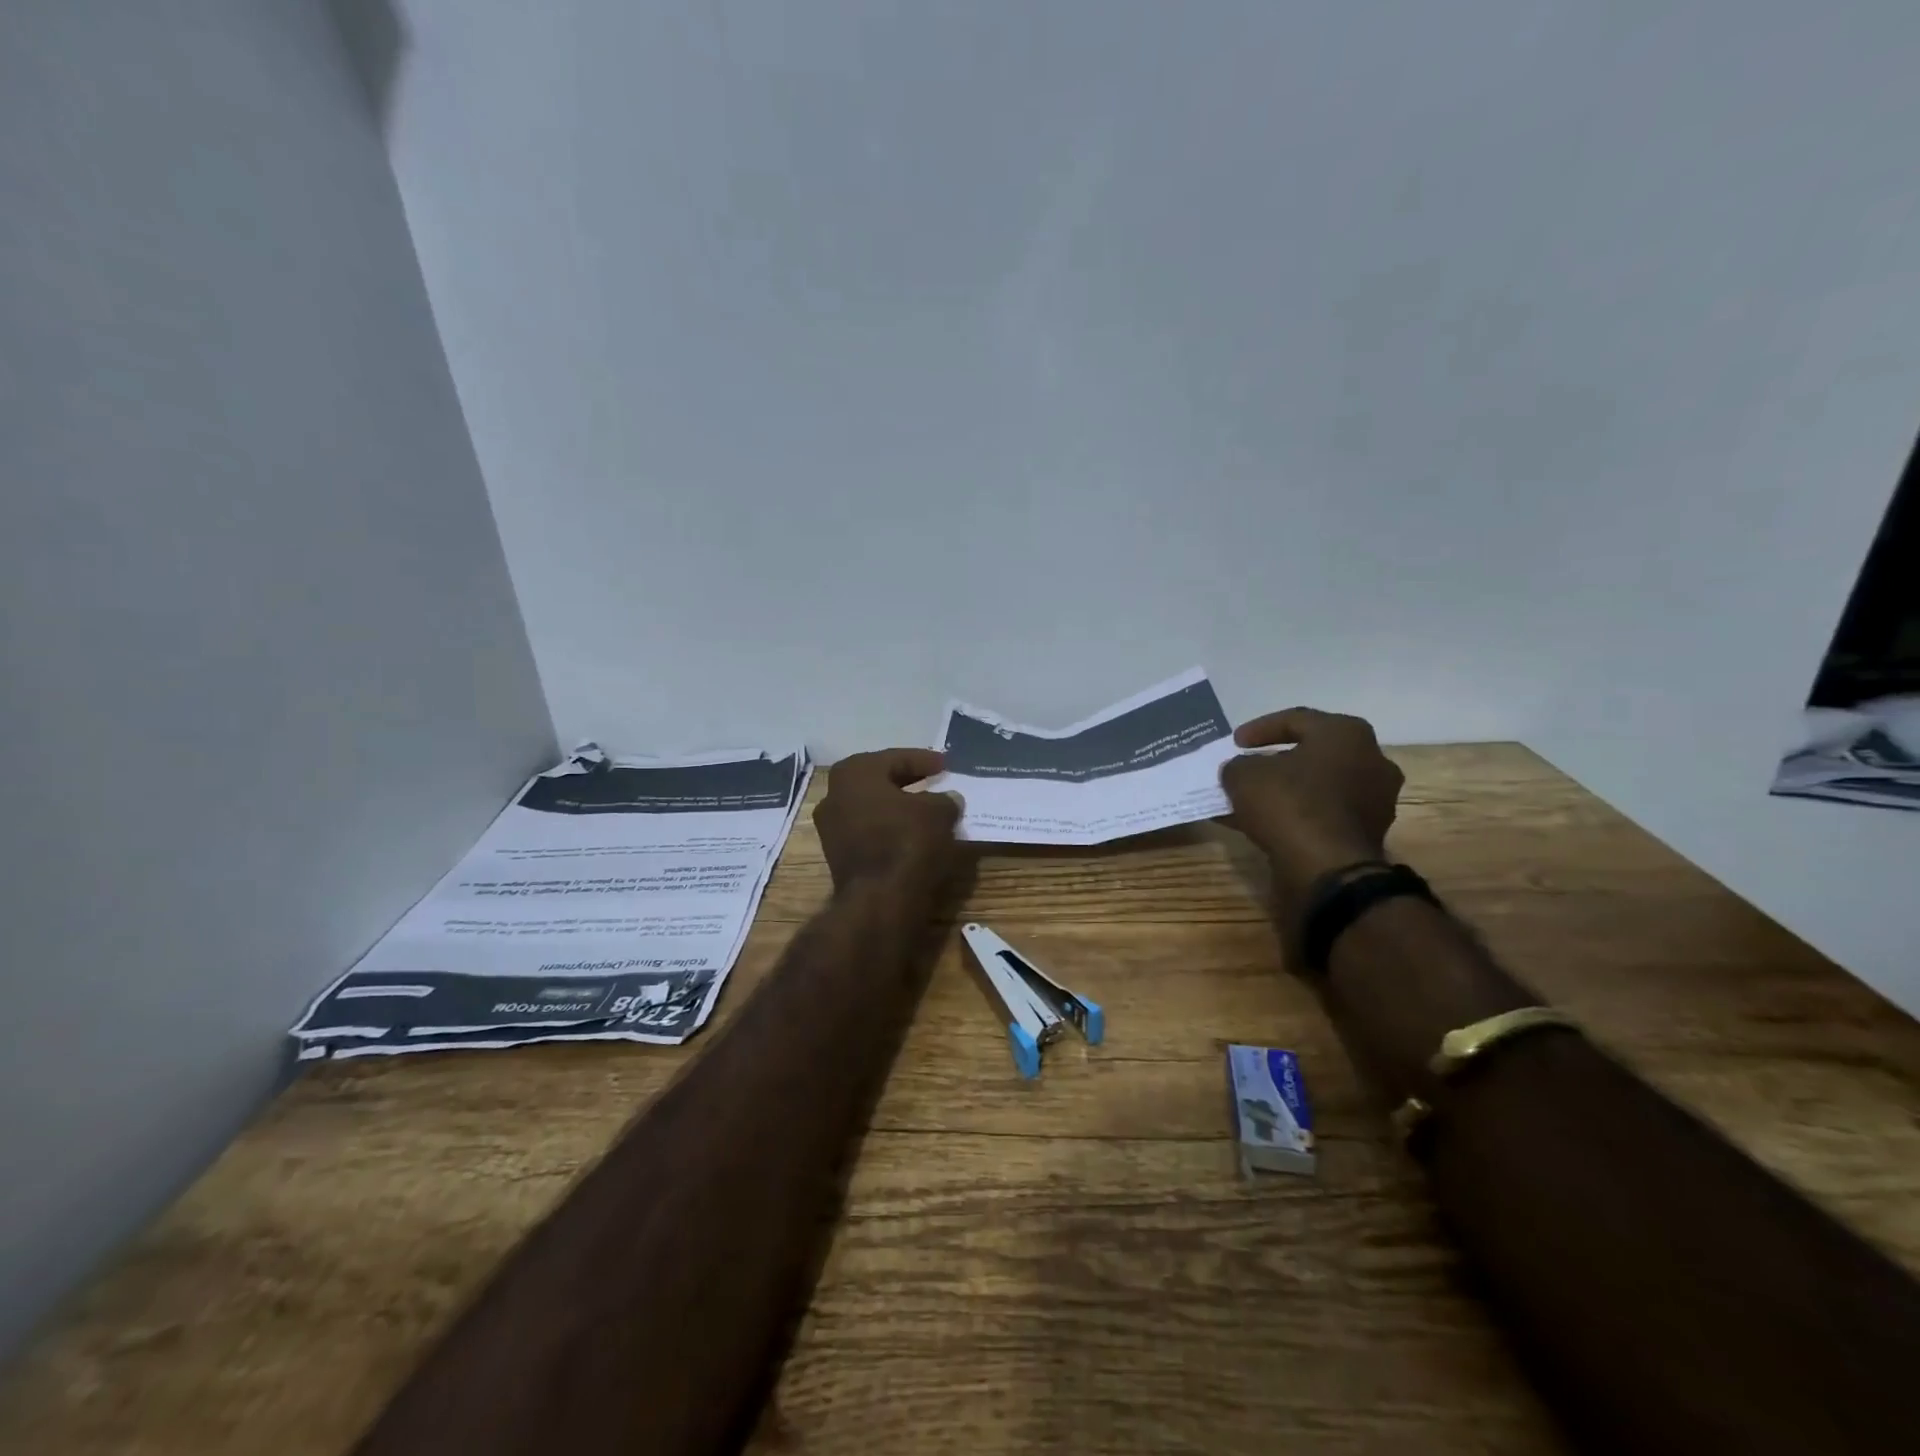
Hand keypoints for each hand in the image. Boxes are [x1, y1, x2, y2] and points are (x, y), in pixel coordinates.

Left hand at [814, 749, 963, 893]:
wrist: (879, 899)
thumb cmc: (907, 841)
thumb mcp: (938, 812)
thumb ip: (943, 800)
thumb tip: (947, 800)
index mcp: (854, 772)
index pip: (895, 758)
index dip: (924, 760)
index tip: (945, 764)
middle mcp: (834, 794)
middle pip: (879, 780)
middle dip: (908, 780)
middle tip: (934, 781)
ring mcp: (831, 827)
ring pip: (873, 807)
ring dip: (898, 806)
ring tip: (927, 809)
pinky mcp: (838, 855)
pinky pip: (869, 831)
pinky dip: (890, 828)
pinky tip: (913, 833)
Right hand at [1219, 708, 1404, 897]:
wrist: (1327, 869)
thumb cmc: (1289, 805)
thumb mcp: (1244, 776)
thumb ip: (1239, 765)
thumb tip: (1242, 770)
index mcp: (1346, 733)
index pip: (1296, 719)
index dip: (1259, 729)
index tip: (1234, 743)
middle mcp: (1370, 760)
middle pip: (1312, 753)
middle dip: (1276, 761)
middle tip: (1248, 768)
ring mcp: (1375, 799)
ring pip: (1318, 786)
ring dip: (1285, 791)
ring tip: (1249, 801)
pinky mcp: (1367, 833)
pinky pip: (1324, 813)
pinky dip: (1296, 815)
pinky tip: (1263, 825)